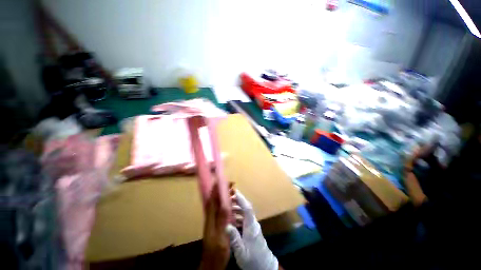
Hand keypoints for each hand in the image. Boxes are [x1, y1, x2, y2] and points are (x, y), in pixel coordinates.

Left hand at [199, 184, 229, 269]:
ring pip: (219, 205)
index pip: (212, 199)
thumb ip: (222, 220)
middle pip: (216, 200)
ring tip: (234, 192)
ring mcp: (213, 221)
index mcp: (211, 218)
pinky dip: (227, 205)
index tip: (222, 180)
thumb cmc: (216, 251)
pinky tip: (232, 205)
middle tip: (232, 185)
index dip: (216, 189)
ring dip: (225, 197)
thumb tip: (225, 204)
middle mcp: (211, 217)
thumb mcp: (221, 236)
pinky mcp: (216, 225)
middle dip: (222, 190)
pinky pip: (221, 211)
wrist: (211, 264)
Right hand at [226, 190, 278, 269]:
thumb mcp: (241, 251)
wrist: (264, 266)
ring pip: (246, 213)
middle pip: (246, 208)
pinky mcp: (252, 230)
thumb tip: (226, 225)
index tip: (234, 192)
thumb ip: (234, 238)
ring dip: (238, 208)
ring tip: (228, 207)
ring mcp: (253, 226)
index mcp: (251, 226)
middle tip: (228, 198)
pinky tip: (232, 219)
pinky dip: (239, 216)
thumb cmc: (253, 259)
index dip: (241, 199)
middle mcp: (253, 223)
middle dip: (238, 201)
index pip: (247, 208)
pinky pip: (245, 218)